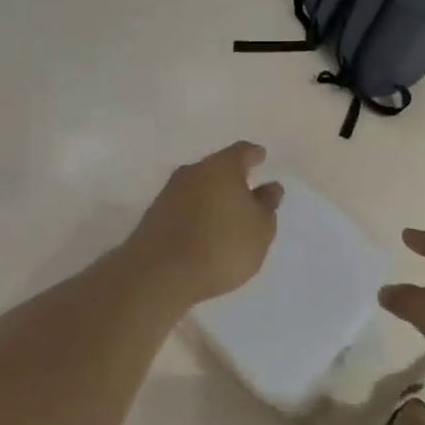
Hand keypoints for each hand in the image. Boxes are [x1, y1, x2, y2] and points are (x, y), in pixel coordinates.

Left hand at [128, 142, 283, 307]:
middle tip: (247, 190)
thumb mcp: (260, 229)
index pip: (242, 151)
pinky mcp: (155, 215)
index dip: (254, 155)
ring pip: (198, 186)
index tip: (261, 157)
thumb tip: (270, 187)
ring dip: (212, 196)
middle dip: (232, 177)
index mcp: (222, 167)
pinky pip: (184, 206)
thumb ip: (267, 205)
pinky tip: (203, 231)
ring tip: (226, 215)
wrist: (159, 273)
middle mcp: (194, 171)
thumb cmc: (221, 245)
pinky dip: (196, 213)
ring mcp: (170, 192)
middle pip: (217, 167)